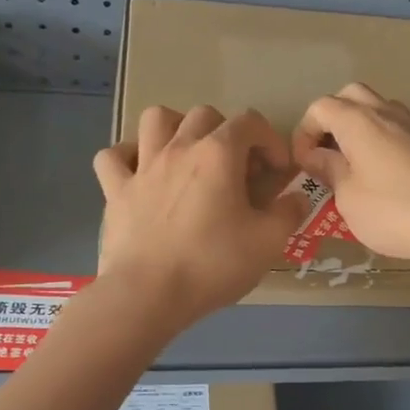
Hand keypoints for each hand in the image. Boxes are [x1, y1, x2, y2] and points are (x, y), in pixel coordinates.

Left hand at [93, 105, 307, 324]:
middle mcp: (179, 148)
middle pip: (205, 115)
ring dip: (175, 128)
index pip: (250, 122)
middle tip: (236, 167)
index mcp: (218, 154)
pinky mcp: (116, 191)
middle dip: (227, 132)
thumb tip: (297, 198)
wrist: (148, 294)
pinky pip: (112, 157)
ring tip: (187, 154)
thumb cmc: (213, 264)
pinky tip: (140, 173)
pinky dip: (127, 157)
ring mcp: (143, 167)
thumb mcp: (268, 242)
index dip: (270, 140)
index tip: (277, 171)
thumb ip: (289, 213)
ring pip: (155, 119)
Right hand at [291, 84, 409, 269]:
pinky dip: (381, 140)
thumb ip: (329, 170)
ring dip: (358, 127)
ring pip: (377, 108)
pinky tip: (381, 174)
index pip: (319, 107)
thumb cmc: (392, 211)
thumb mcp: (348, 197)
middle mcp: (385, 112)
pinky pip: (396, 128)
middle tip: (327, 154)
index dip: (304, 133)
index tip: (304, 166)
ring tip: (353, 164)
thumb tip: (317, 156)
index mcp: (357, 120)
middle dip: (331, 120)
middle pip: (350, 96)